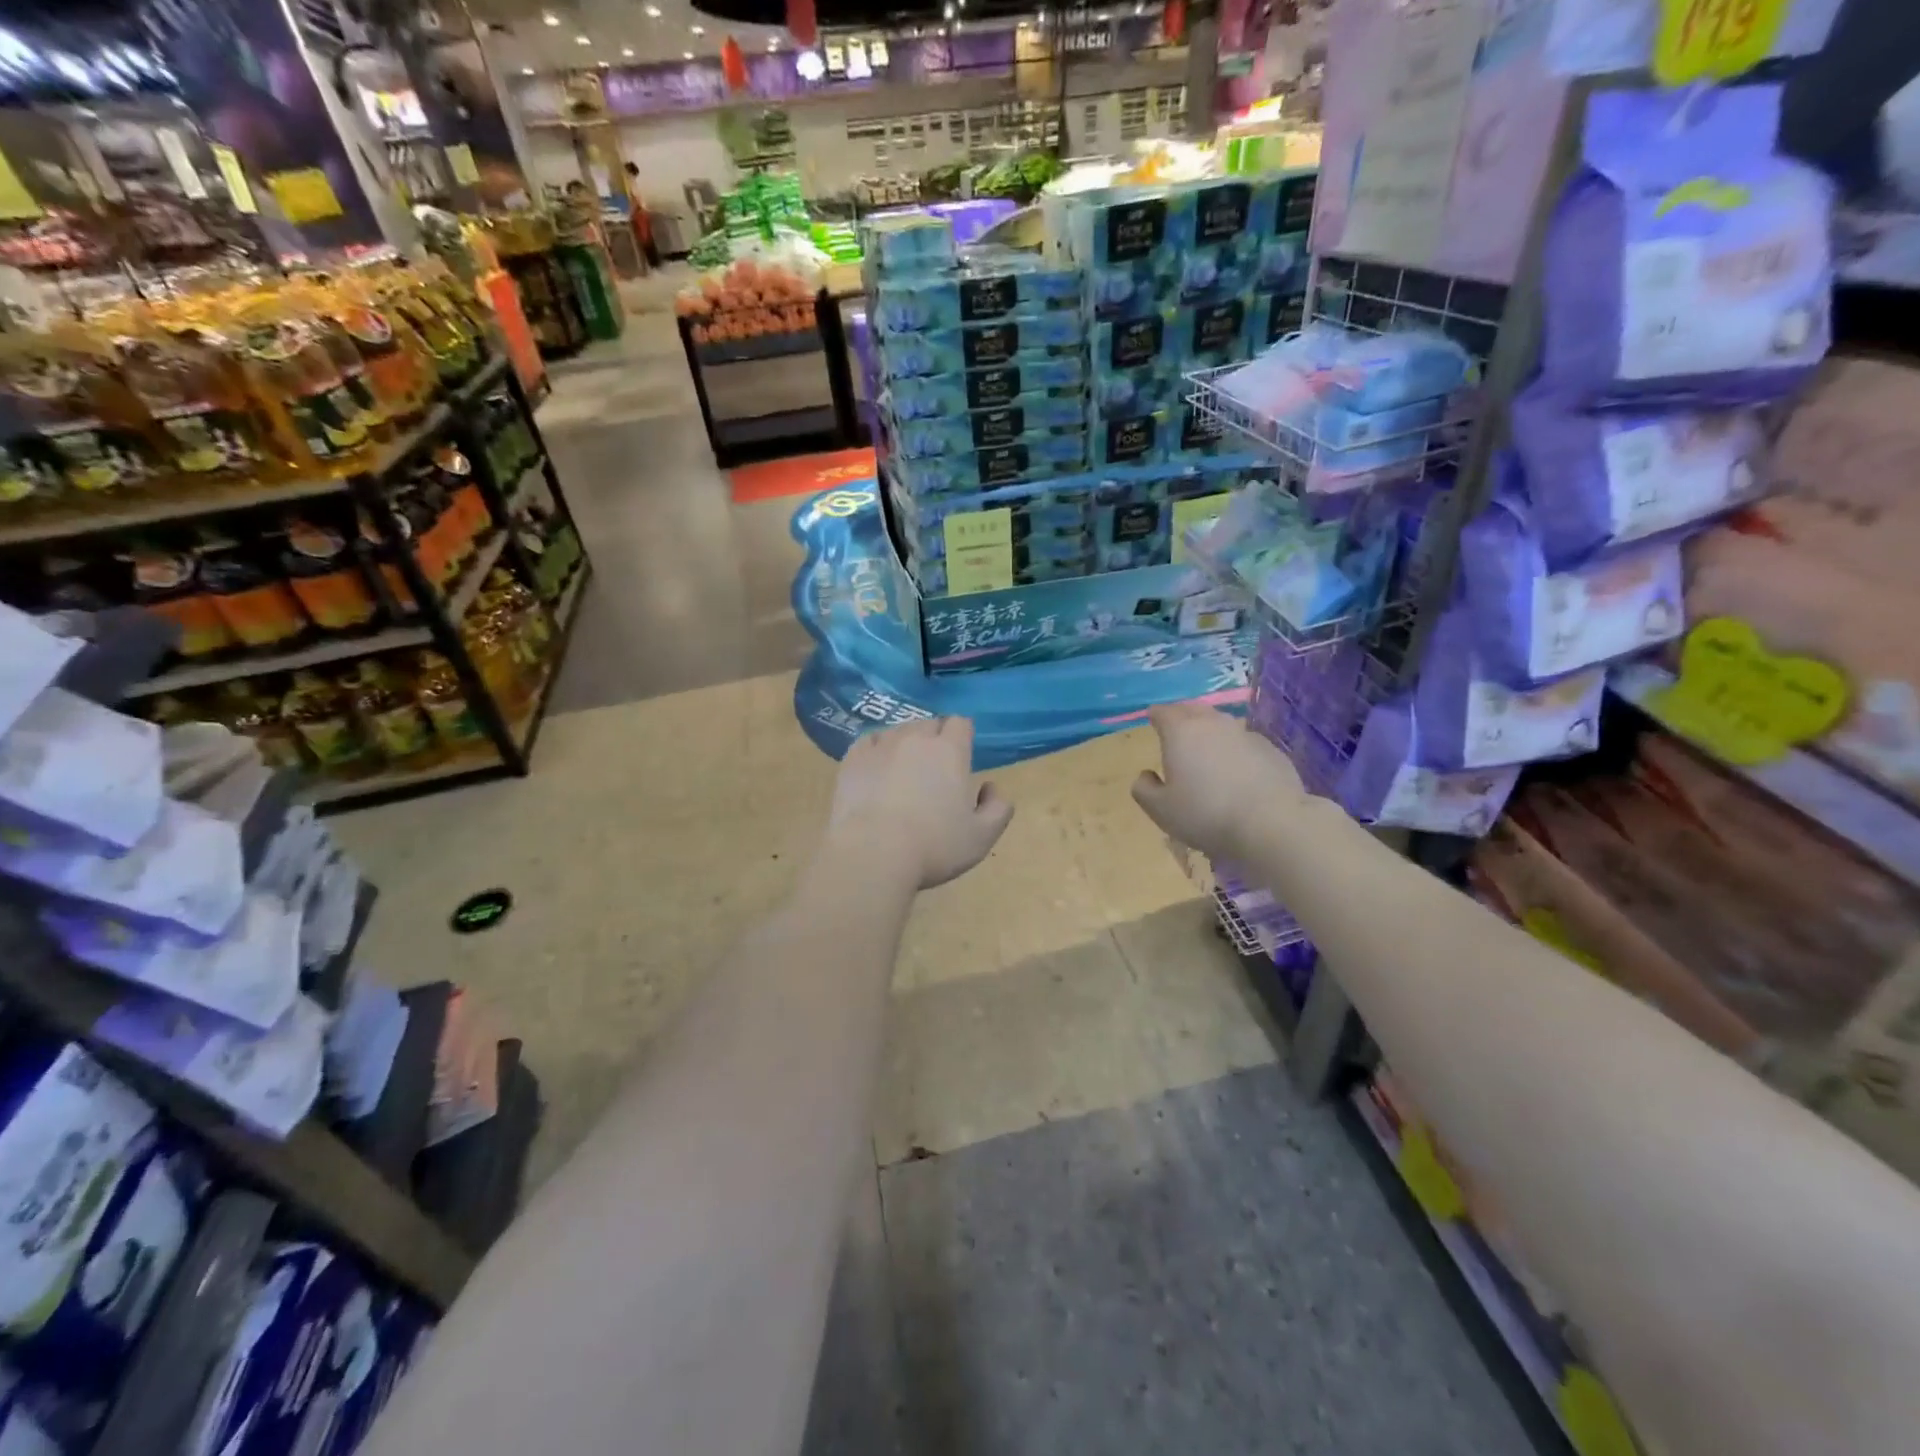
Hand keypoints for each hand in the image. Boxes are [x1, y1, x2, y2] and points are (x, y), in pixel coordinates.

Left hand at [827, 717, 1014, 889]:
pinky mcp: (852, 759)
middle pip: (929, 724)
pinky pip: (869, 742)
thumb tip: (991, 788)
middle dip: (935, 739)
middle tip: (935, 769)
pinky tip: (877, 769)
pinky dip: (877, 750)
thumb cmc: (934, 847)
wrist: (872, 854)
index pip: (960, 723)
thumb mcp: (982, 837)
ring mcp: (880, 746)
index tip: (961, 757)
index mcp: (950, 751)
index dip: (962, 736)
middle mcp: (915, 739)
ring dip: (906, 744)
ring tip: (904, 770)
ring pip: (898, 731)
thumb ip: (998, 809)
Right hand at [1131, 702, 1305, 861]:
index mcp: (1181, 732)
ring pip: (1221, 724)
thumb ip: (1144, 789)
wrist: (1272, 822)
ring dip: (1210, 732)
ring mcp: (1246, 734)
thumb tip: (1145, 775)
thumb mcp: (1160, 810)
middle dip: (1182, 716)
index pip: (1163, 712)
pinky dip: (1235, 750)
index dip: (1155, 716)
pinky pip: (1245, 743)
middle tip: (1176, 732)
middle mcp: (1213, 724)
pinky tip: (1237, 772)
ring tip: (1207, 752)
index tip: (1152, 722)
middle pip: (1193, 709)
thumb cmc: (1206, 814)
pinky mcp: (1271, 750)